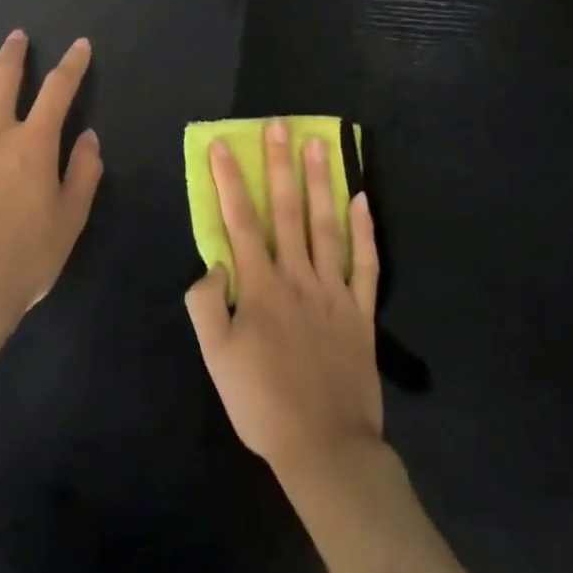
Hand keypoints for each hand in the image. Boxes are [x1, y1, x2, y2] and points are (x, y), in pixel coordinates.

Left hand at [0, 31, 102, 329]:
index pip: (58, 92)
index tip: (80, 45)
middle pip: (2, 83)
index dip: (72, 65)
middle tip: (15, 36)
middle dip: (12, 56)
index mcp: (33, 145)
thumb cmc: (24, 258)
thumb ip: (83, 173)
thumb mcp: (70, 219)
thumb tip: (88, 137)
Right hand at [185, 120, 381, 476]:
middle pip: (286, 210)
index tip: (223, 145)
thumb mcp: (216, 358)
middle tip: (280, 126)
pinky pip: (365, 262)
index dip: (230, 180)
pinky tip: (363, 200)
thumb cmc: (262, 403)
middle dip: (279, 164)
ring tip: (320, 145)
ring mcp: (333, 290)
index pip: (240, 220)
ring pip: (326, 224)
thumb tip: (215, 263)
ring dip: (321, 182)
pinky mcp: (360, 310)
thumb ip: (207, 304)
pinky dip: (365, 230)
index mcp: (261, 285)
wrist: (325, 447)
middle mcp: (298, 275)